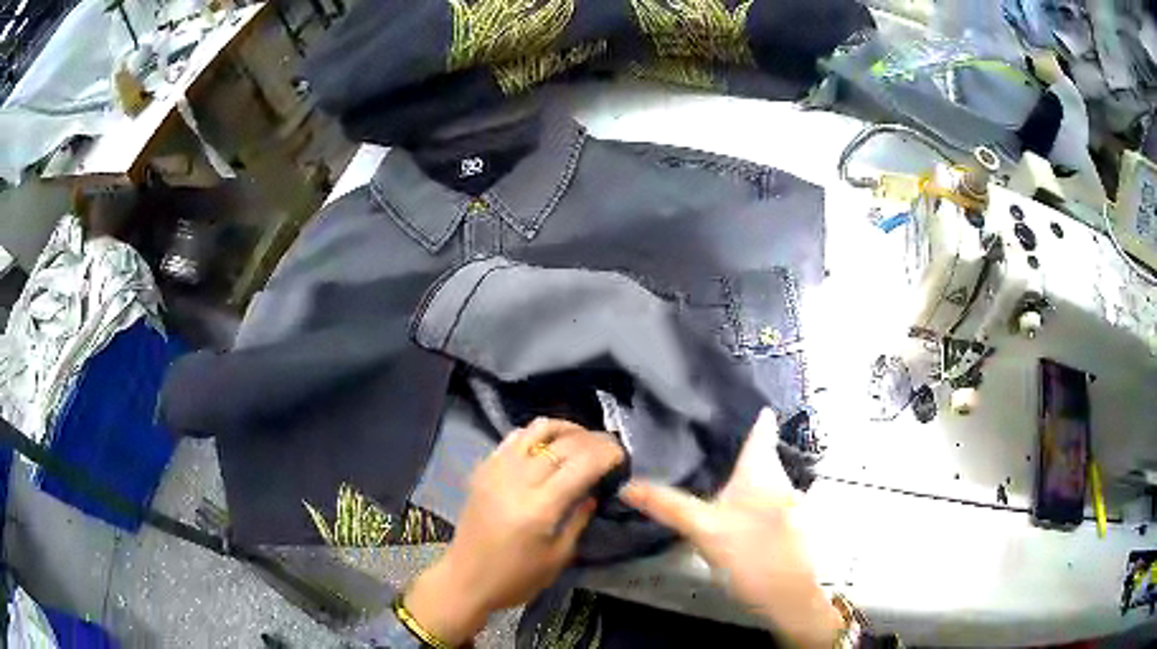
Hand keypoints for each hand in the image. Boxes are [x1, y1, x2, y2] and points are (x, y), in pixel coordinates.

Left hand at [405, 418, 624, 644]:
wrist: (465, 578)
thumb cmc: (516, 577)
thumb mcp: (558, 557)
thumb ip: (578, 519)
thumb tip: (593, 492)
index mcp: (540, 507)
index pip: (581, 464)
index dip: (606, 454)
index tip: (622, 455)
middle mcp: (517, 480)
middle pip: (563, 444)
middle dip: (593, 440)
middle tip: (609, 446)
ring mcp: (497, 470)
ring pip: (537, 430)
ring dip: (566, 429)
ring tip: (582, 439)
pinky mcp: (483, 469)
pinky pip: (514, 438)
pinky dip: (537, 434)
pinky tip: (548, 446)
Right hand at [620, 409, 843, 648]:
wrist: (787, 597)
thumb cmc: (748, 553)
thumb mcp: (702, 529)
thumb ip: (667, 505)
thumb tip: (626, 485)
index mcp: (762, 469)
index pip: (761, 427)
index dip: (749, 411)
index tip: (729, 398)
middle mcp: (782, 478)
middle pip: (761, 452)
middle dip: (736, 446)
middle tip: (701, 439)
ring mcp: (791, 501)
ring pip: (765, 477)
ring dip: (744, 473)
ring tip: (713, 471)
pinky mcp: (791, 524)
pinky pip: (769, 499)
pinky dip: (752, 497)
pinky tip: (734, 509)